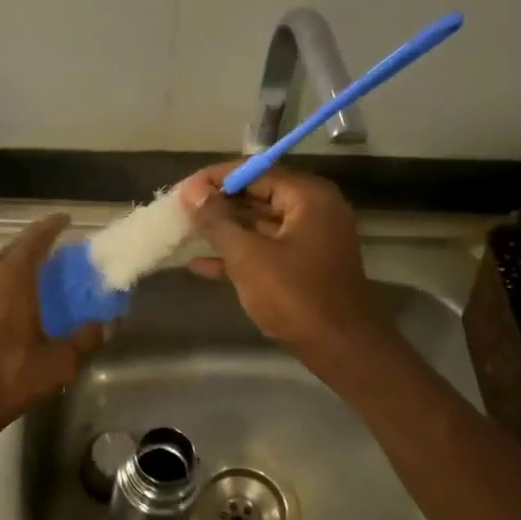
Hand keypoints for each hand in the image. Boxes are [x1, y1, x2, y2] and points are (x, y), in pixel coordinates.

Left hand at [0, 214, 104, 458]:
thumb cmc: (10, 376)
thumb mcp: (59, 361)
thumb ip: (85, 339)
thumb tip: (105, 325)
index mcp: (12, 275)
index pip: (35, 238)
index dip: (51, 226)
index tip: (65, 220)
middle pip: (13, 250)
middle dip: (34, 250)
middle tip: (54, 257)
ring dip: (13, 268)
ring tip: (32, 280)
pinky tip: (6, 304)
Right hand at [181, 165, 387, 364]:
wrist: (340, 348)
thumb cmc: (295, 296)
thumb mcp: (248, 256)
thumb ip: (217, 221)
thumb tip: (191, 192)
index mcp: (308, 197)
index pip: (256, 171)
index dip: (216, 178)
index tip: (182, 190)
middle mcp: (313, 211)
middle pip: (258, 195)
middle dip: (218, 204)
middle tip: (180, 211)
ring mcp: (310, 240)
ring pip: (259, 225)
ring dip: (224, 230)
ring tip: (184, 233)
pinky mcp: (304, 267)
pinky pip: (266, 250)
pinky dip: (238, 255)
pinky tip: (200, 266)